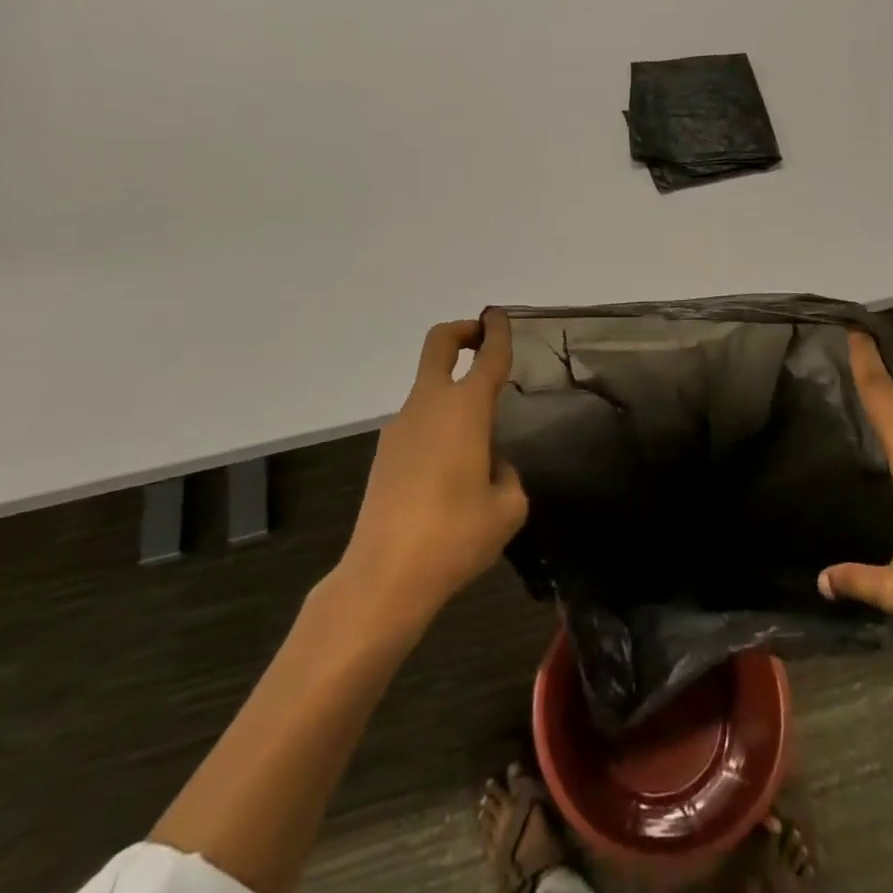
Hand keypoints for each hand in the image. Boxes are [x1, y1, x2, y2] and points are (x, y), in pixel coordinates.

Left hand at [341, 311, 527, 627]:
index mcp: (465, 409)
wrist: (384, 576)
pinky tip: (452, 472)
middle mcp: (429, 405)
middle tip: (482, 339)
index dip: (497, 331)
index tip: (500, 316)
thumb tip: (490, 463)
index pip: (487, 356)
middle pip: (438, 344)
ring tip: (480, 443)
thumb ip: (508, 474)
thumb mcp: (508, 508)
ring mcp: (401, 427)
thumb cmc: (455, 536)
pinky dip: (440, 424)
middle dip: (462, 331)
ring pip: (429, 388)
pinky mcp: (385, 453)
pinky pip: (420, 422)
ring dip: (453, 391)